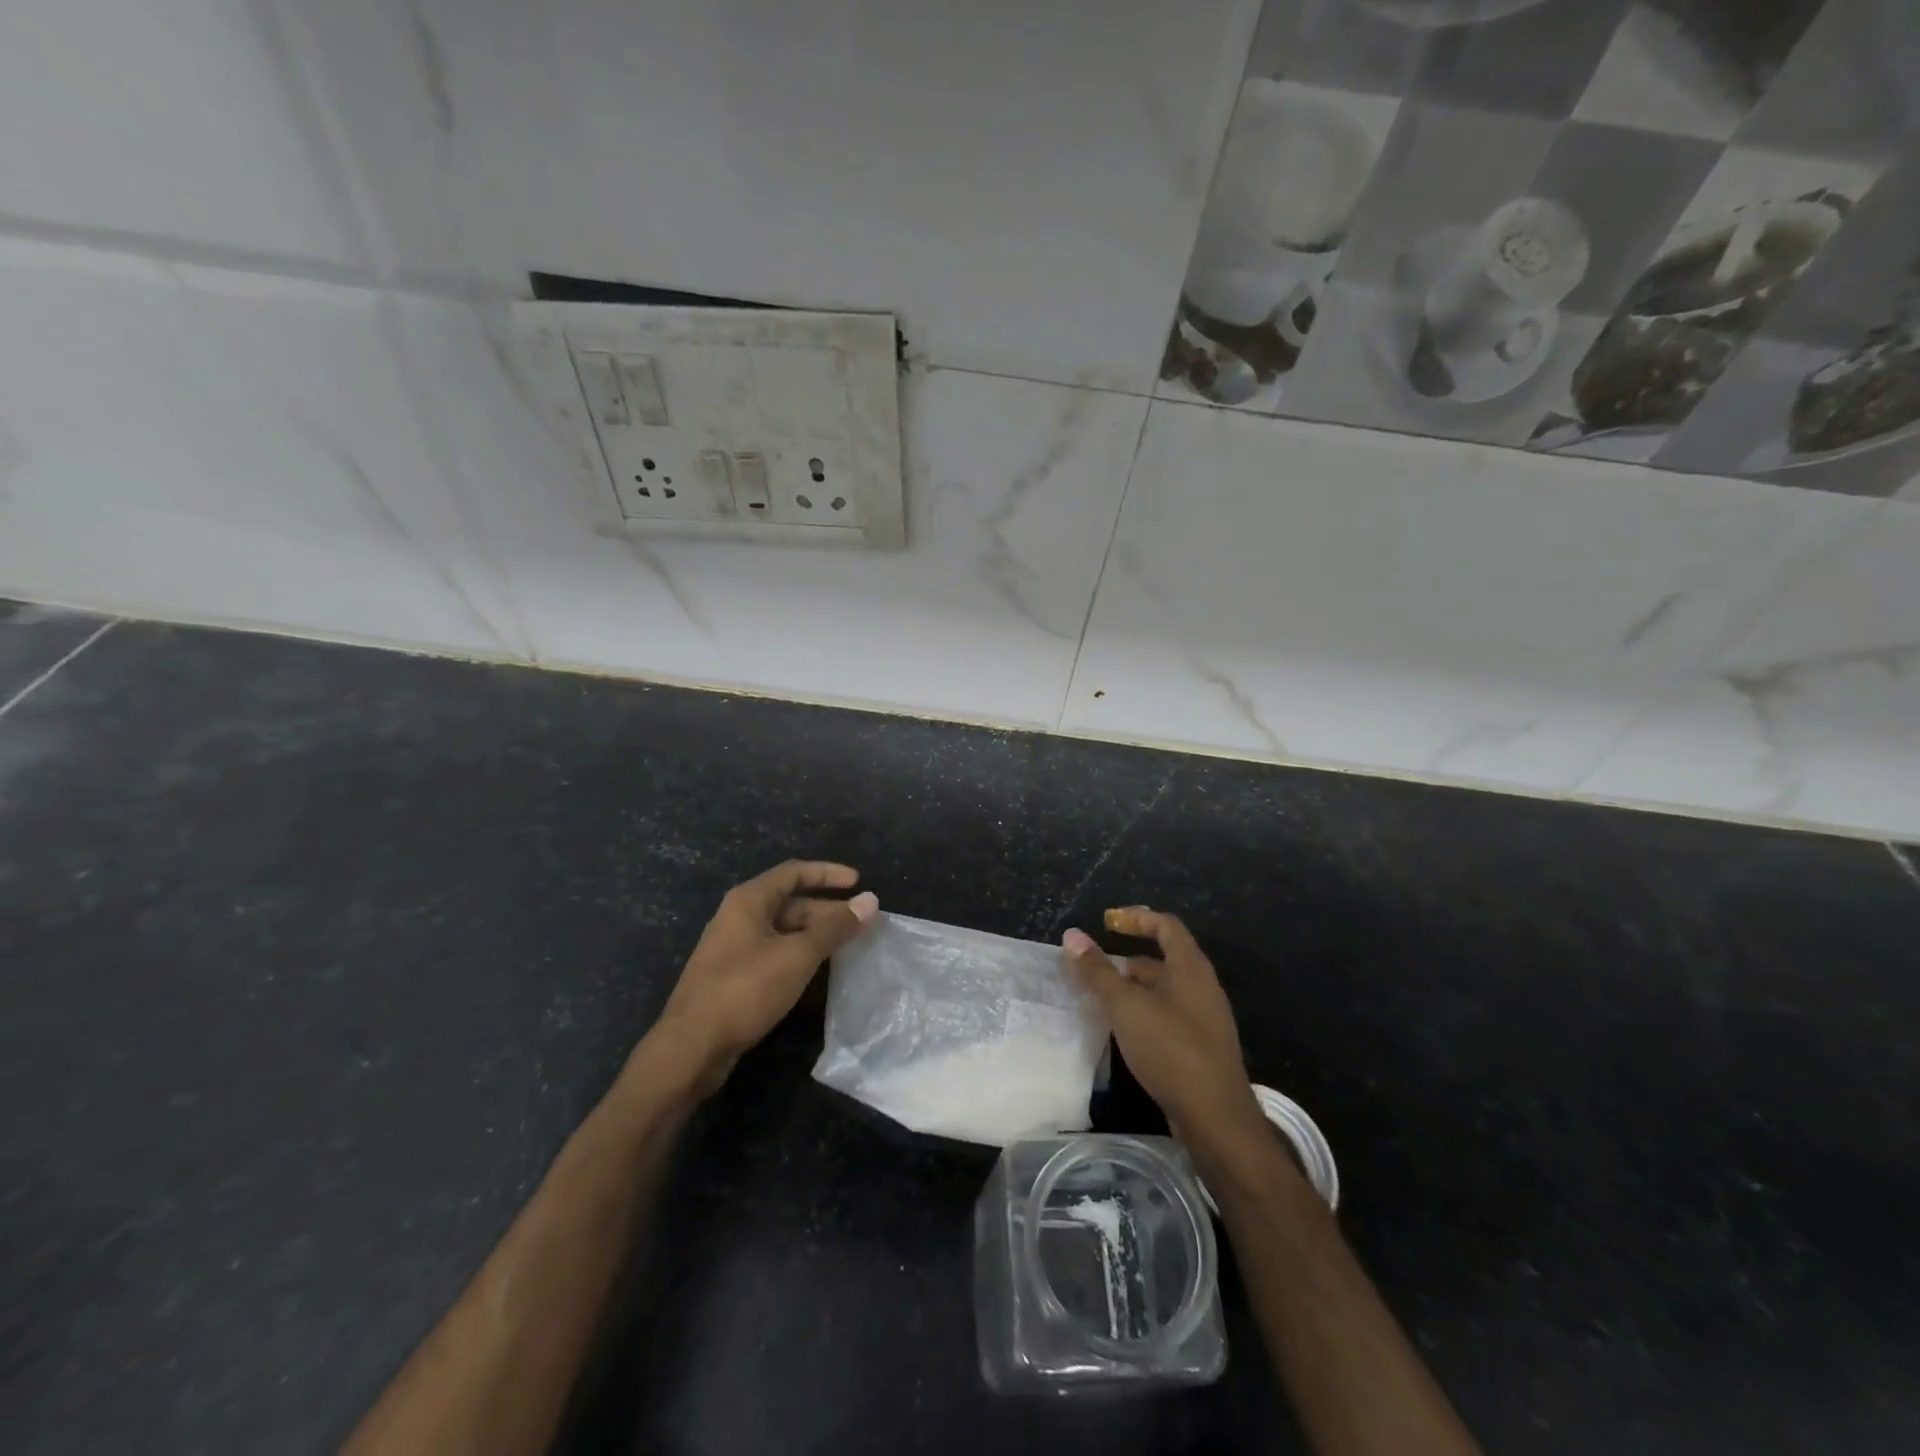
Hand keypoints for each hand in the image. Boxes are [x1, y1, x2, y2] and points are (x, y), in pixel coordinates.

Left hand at [649, 861, 877, 1097]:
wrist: (691, 1047)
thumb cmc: (745, 990)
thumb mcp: (797, 955)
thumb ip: (835, 928)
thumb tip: (870, 901)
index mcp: (749, 901)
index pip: (794, 872)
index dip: (828, 874)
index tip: (859, 882)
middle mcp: (739, 917)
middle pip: (790, 902)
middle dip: (827, 910)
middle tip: (861, 924)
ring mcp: (734, 948)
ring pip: (783, 931)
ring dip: (815, 935)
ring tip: (847, 947)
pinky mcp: (733, 977)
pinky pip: (774, 954)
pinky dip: (799, 956)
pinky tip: (818, 973)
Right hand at [1063, 907, 1266, 1161]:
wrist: (1215, 1118)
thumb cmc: (1171, 1049)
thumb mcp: (1126, 1006)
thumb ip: (1098, 971)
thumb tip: (1072, 935)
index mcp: (1191, 968)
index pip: (1166, 925)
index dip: (1137, 917)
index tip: (1108, 921)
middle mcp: (1202, 987)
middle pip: (1162, 960)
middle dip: (1126, 962)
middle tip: (1092, 972)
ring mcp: (1203, 1019)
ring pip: (1162, 991)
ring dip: (1132, 991)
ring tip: (1099, 1002)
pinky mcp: (1199, 1048)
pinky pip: (1166, 1017)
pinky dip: (1142, 1014)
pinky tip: (1122, 1033)